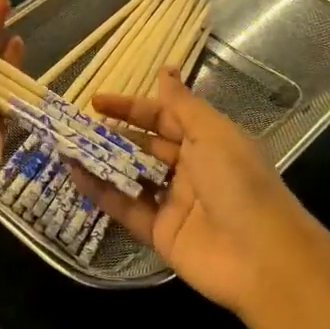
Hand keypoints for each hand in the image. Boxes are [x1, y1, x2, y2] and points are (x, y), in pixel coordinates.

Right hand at [71, 72, 329, 315]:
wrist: (263, 258)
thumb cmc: (240, 183)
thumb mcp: (213, 134)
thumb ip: (182, 105)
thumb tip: (166, 70)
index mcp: (208, 141)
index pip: (163, 117)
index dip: (132, 108)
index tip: (96, 100)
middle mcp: (190, 169)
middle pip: (144, 146)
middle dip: (112, 135)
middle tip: (74, 125)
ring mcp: (173, 202)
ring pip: (131, 176)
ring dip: (101, 162)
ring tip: (66, 147)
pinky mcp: (159, 233)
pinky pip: (125, 207)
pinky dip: (101, 192)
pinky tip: (75, 176)